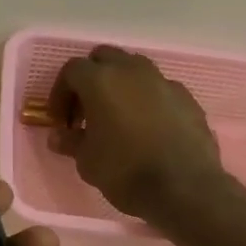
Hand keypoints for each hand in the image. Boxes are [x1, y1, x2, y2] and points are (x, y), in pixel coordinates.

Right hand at [48, 46, 224, 221]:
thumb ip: (71, 142)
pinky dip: (147, 100)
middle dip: (91, 79)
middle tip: (86, 111)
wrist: (184, 188)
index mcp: (101, 80)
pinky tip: (147, 129)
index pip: (72, 70)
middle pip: (104, 58)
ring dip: (120, 86)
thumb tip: (58, 136)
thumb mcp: (87, 161)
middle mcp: (132, 71)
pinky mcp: (186, 98)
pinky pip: (159, 89)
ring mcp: (163, 81)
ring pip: (134, 69)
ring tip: (117, 117)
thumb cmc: (125, 171)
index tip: (61, 121)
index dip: (60, 93)